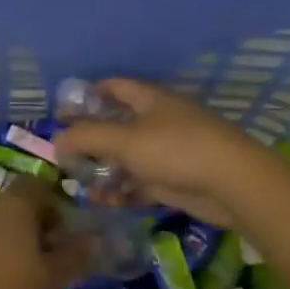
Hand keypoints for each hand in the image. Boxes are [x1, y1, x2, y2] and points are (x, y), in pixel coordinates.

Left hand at [0, 178, 92, 288]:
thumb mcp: (51, 279)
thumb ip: (74, 256)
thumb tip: (93, 238)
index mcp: (15, 204)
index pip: (38, 185)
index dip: (55, 204)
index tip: (65, 233)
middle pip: (18, 203)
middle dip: (36, 224)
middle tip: (50, 257)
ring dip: (14, 238)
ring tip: (27, 272)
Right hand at [54, 78, 277, 229]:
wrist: (233, 184)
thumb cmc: (176, 149)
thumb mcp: (124, 140)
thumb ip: (86, 137)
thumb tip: (56, 139)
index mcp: (149, 98)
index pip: (113, 86)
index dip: (88, 94)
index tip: (63, 110)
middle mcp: (158, 120)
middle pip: (118, 124)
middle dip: (92, 138)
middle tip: (65, 153)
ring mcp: (168, 151)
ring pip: (128, 156)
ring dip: (105, 168)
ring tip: (80, 183)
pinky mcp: (175, 180)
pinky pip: (141, 182)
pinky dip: (123, 190)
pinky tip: (103, 202)